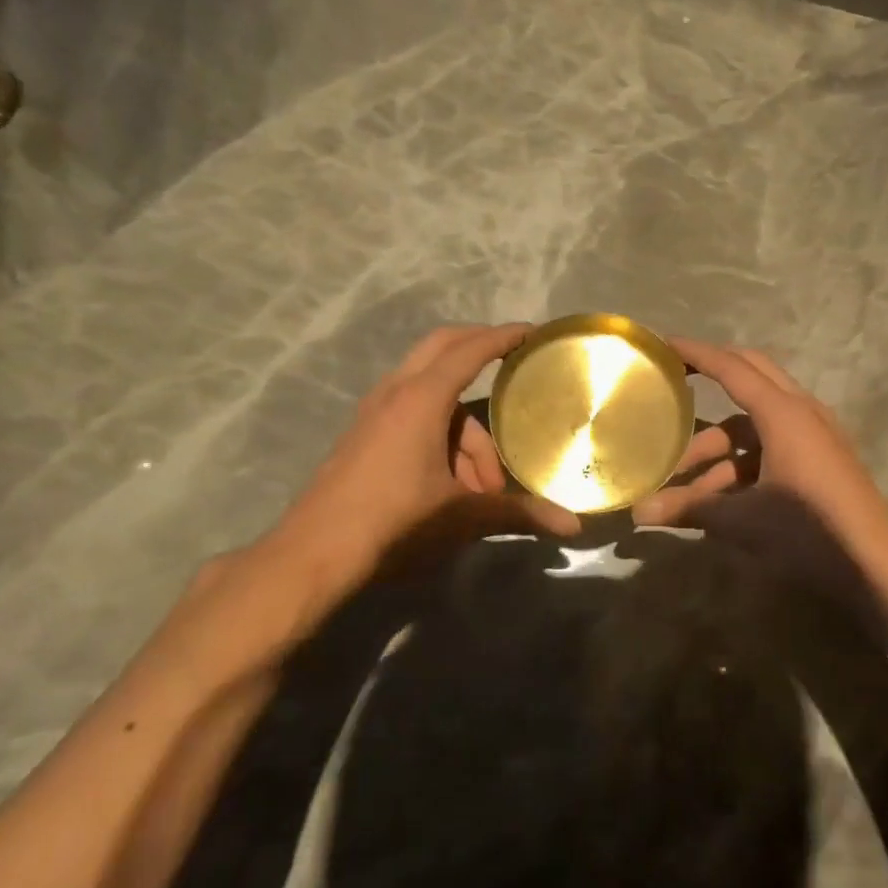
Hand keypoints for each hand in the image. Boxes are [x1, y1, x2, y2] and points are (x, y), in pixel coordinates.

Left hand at [281, 324, 580, 573]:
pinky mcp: (363, 437)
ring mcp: (373, 414)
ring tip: (483, 490)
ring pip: (431, 398)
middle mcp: (395, 394)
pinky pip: (411, 417)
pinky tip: (451, 487)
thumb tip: (573, 526)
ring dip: (464, 432)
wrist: (314, 555)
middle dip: (479, 352)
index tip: (531, 331)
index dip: (503, 337)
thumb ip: (519, 514)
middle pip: (442, 351)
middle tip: (512, 365)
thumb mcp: (462, 517)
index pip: (469, 350)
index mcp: (421, 399)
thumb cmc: (395, 523)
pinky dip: (440, 438)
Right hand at [632, 338, 887, 565]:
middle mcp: (802, 413)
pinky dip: (742, 463)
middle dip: (711, 377)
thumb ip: (688, 509)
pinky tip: (718, 501)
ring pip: (756, 425)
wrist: (875, 567)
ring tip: (684, 489)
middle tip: (674, 382)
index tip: (664, 344)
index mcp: (783, 413)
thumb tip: (637, 513)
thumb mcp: (742, 520)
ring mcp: (815, 436)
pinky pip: (773, 445)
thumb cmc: (807, 532)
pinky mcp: (821, 460)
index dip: (696, 353)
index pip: (731, 368)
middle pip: (750, 377)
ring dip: (719, 449)